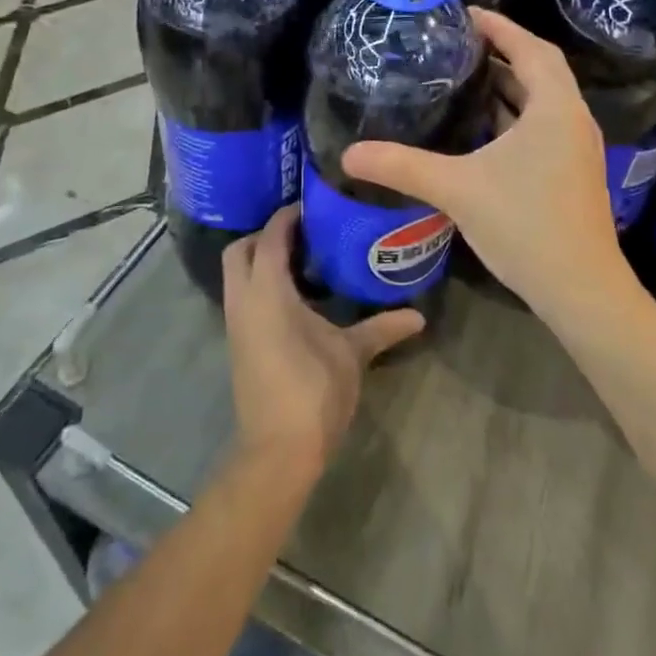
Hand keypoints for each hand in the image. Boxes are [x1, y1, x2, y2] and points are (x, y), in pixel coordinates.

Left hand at [222, 206, 423, 481]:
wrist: (278, 450)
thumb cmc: (314, 391)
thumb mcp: (353, 354)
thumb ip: (383, 328)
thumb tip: (419, 316)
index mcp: (267, 292)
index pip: (270, 237)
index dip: (288, 217)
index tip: (314, 205)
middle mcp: (243, 301)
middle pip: (239, 251)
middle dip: (264, 235)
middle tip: (303, 233)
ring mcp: (236, 324)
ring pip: (236, 275)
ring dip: (259, 260)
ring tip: (302, 258)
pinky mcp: (238, 343)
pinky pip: (241, 297)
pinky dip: (259, 284)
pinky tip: (294, 295)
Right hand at [341, 8, 624, 315]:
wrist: (580, 290)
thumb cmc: (525, 225)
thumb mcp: (457, 189)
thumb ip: (402, 166)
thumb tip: (348, 155)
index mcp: (555, 108)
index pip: (530, 48)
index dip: (499, 26)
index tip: (464, 13)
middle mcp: (572, 120)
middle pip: (539, 70)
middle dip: (501, 53)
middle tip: (457, 45)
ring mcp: (575, 149)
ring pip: (541, 102)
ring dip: (508, 87)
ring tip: (463, 79)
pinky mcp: (570, 173)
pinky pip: (541, 127)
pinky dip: (513, 117)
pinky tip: (480, 130)